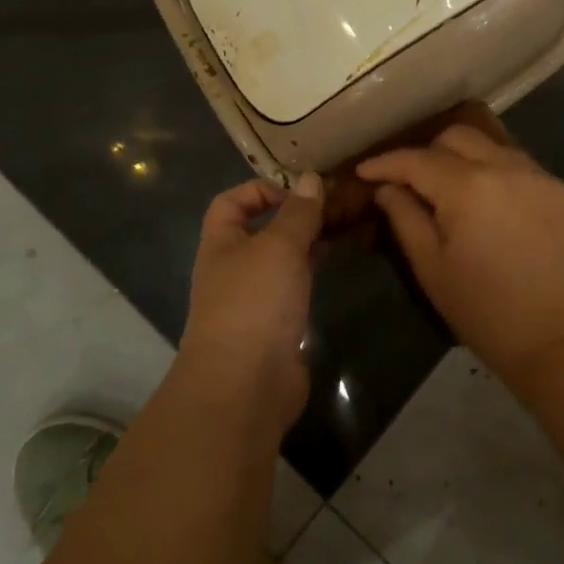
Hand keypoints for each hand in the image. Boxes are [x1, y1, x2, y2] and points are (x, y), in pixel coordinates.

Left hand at [180, 173, 324, 435]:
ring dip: (307, 242)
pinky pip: (295, 286)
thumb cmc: (254, 303)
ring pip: (282, 258)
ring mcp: (254, 299)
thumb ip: (298, 212)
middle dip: (294, 215)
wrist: (246, 384)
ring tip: (343, 227)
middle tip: (334, 205)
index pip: (230, 202)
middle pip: (261, 230)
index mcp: (221, 244)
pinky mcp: (276, 325)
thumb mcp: (279, 246)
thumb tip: (310, 178)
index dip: (259, 189)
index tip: (298, 191)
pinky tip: (336, 263)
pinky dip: (313, 271)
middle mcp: (234, 268)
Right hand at [358, 125, 563, 385]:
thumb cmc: (487, 313)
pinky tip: (499, 212)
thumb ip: (405, 219)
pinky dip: (503, 180)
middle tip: (413, 181)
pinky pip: (526, 171)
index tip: (365, 171)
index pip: (417, 159)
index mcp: (468, 187)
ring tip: (457, 192)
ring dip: (468, 160)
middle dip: (428, 152)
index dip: (386, 162)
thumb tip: (388, 188)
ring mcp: (544, 178)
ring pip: (495, 148)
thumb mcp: (432, 270)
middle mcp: (507, 168)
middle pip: (458, 137)